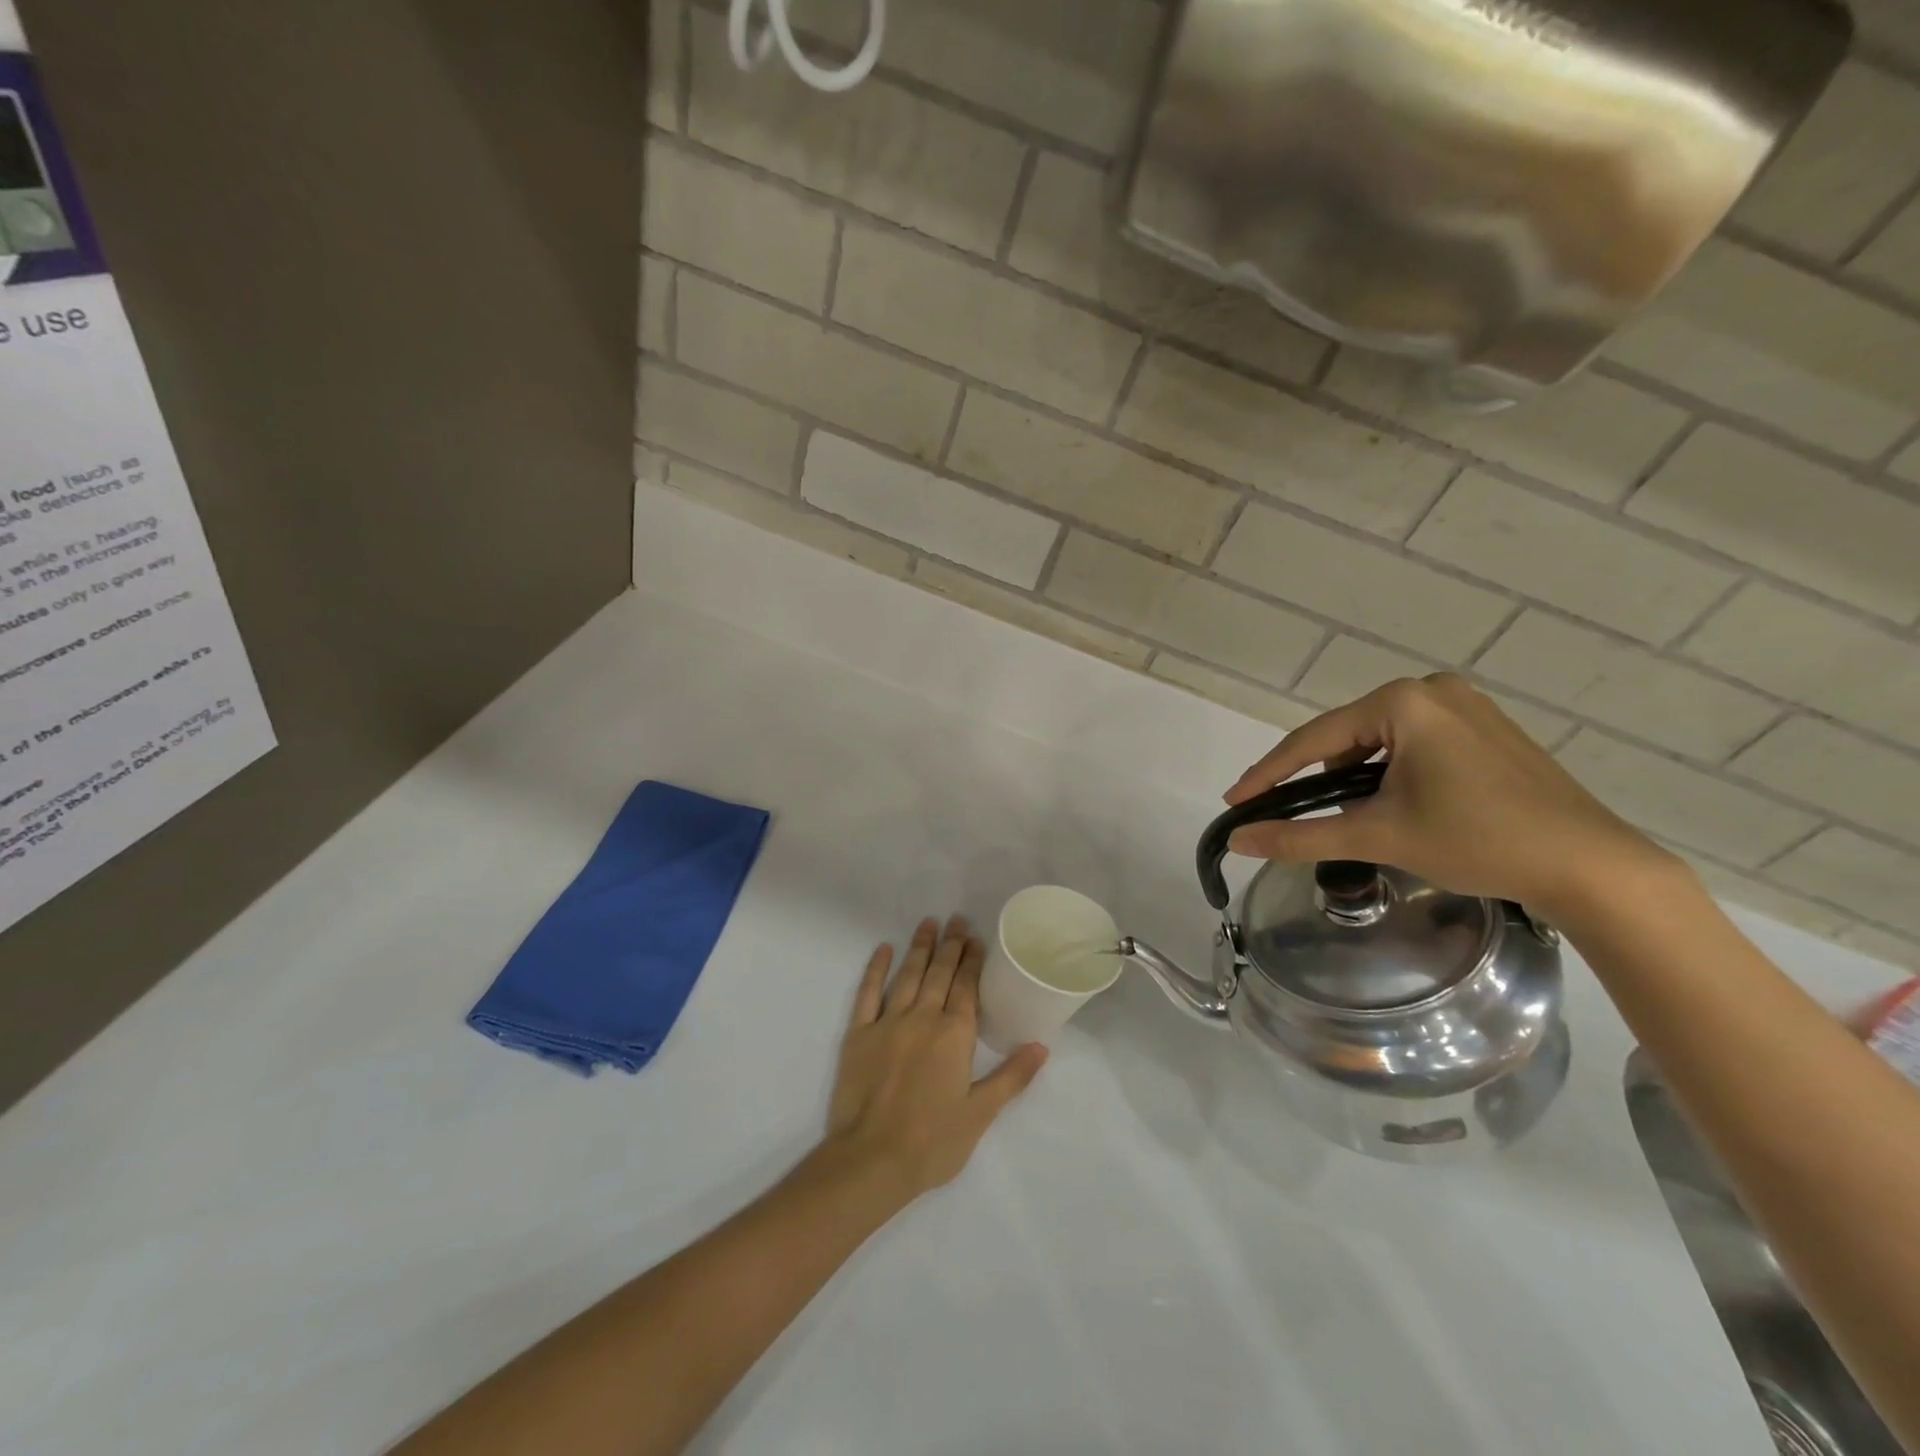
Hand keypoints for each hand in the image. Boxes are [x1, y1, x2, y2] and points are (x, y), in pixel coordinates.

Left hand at [814, 916, 1046, 1207]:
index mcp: (954, 1035)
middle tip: (956, 919)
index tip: (976, 938)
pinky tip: (883, 949)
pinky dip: (876, 969)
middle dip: (950, 945)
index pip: (966, 987)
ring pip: (908, 975)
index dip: (972, 960)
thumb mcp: (980, 1114)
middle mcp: (922, 1018)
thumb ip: (1012, 1077)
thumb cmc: (932, 1142)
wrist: (870, 1161)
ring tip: (928, 923)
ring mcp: (888, 1023)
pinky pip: (867, 993)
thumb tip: (1042, 1046)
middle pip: (939, 973)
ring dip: (919, 947)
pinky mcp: (858, 1034)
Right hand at [1223, 675, 1673, 915]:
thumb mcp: (1379, 837)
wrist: (1592, 867)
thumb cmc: (1479, 841)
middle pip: (1346, 737)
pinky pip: (1414, 742)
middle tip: (1304, 817)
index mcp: (1402, 702)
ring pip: (1379, 740)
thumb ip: (1300, 836)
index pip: (1312, 740)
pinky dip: (1393, 772)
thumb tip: (1239, 840)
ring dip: (1358, 777)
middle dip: (1320, 778)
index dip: (1268, 774)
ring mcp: (1465, 705)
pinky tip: (1403, 805)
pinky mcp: (1486, 728)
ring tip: (1364, 819)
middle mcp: (1431, 690)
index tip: (1234, 801)